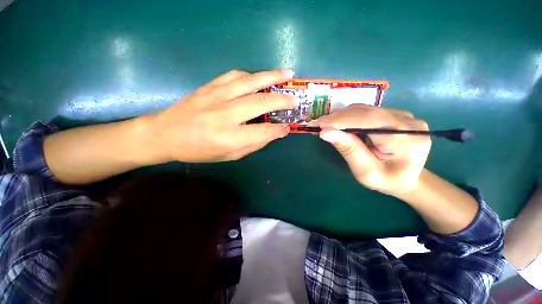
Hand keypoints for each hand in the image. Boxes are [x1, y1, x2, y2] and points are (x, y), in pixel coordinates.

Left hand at [145, 70, 295, 162]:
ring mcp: (217, 96)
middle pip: (261, 102)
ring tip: (288, 75)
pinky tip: (260, 78)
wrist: (165, 134)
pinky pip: (235, 75)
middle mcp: (225, 114)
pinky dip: (252, 76)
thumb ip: (252, 145)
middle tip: (296, 99)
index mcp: (229, 137)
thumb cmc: (198, 150)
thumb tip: (271, 134)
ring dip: (272, 77)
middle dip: (283, 100)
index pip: (263, 132)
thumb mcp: (228, 156)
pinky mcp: (210, 86)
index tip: (287, 128)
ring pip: (251, 81)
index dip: (279, 130)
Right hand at [310, 105, 430, 195]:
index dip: (340, 120)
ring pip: (365, 109)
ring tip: (325, 125)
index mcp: (406, 139)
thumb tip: (325, 132)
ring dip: (342, 116)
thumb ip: (348, 150)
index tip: (318, 124)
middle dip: (337, 118)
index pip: (368, 120)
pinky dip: (349, 117)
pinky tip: (339, 124)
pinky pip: (368, 112)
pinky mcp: (396, 115)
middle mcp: (408, 122)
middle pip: (366, 112)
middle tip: (317, 124)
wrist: (409, 179)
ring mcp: (403, 116)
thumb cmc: (387, 181)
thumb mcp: (366, 172)